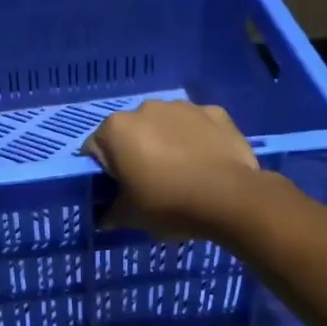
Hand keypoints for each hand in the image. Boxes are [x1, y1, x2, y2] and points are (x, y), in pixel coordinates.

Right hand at [82, 100, 261, 240]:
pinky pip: (196, 126)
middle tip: (149, 184)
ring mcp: (182, 107)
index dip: (103, 173)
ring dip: (166, 142)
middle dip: (135, 153)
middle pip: (131, 133)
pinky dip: (196, 139)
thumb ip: (110, 214)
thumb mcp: (131, 217)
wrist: (231, 198)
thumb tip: (103, 219)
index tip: (118, 191)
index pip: (94, 150)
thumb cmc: (169, 204)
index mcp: (116, 129)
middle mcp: (145, 108)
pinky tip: (205, 163)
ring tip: (182, 173)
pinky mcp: (215, 112)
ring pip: (164, 125)